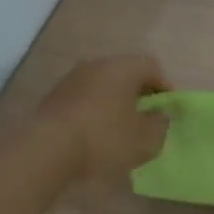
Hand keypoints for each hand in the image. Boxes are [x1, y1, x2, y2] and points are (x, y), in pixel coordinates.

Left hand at [34, 55, 170, 180]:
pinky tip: (95, 135)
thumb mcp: (145, 139)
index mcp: (123, 67)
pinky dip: (94, 111)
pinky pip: (84, 99)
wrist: (46, 149)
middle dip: (139, 95)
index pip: (152, 66)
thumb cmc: (104, 138)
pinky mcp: (54, 97)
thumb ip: (160, 124)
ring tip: (120, 130)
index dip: (164, 87)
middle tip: (145, 119)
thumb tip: (159, 116)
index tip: (167, 111)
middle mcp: (96, 64)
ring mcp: (71, 79)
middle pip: (126, 74)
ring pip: (103, 86)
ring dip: (114, 103)